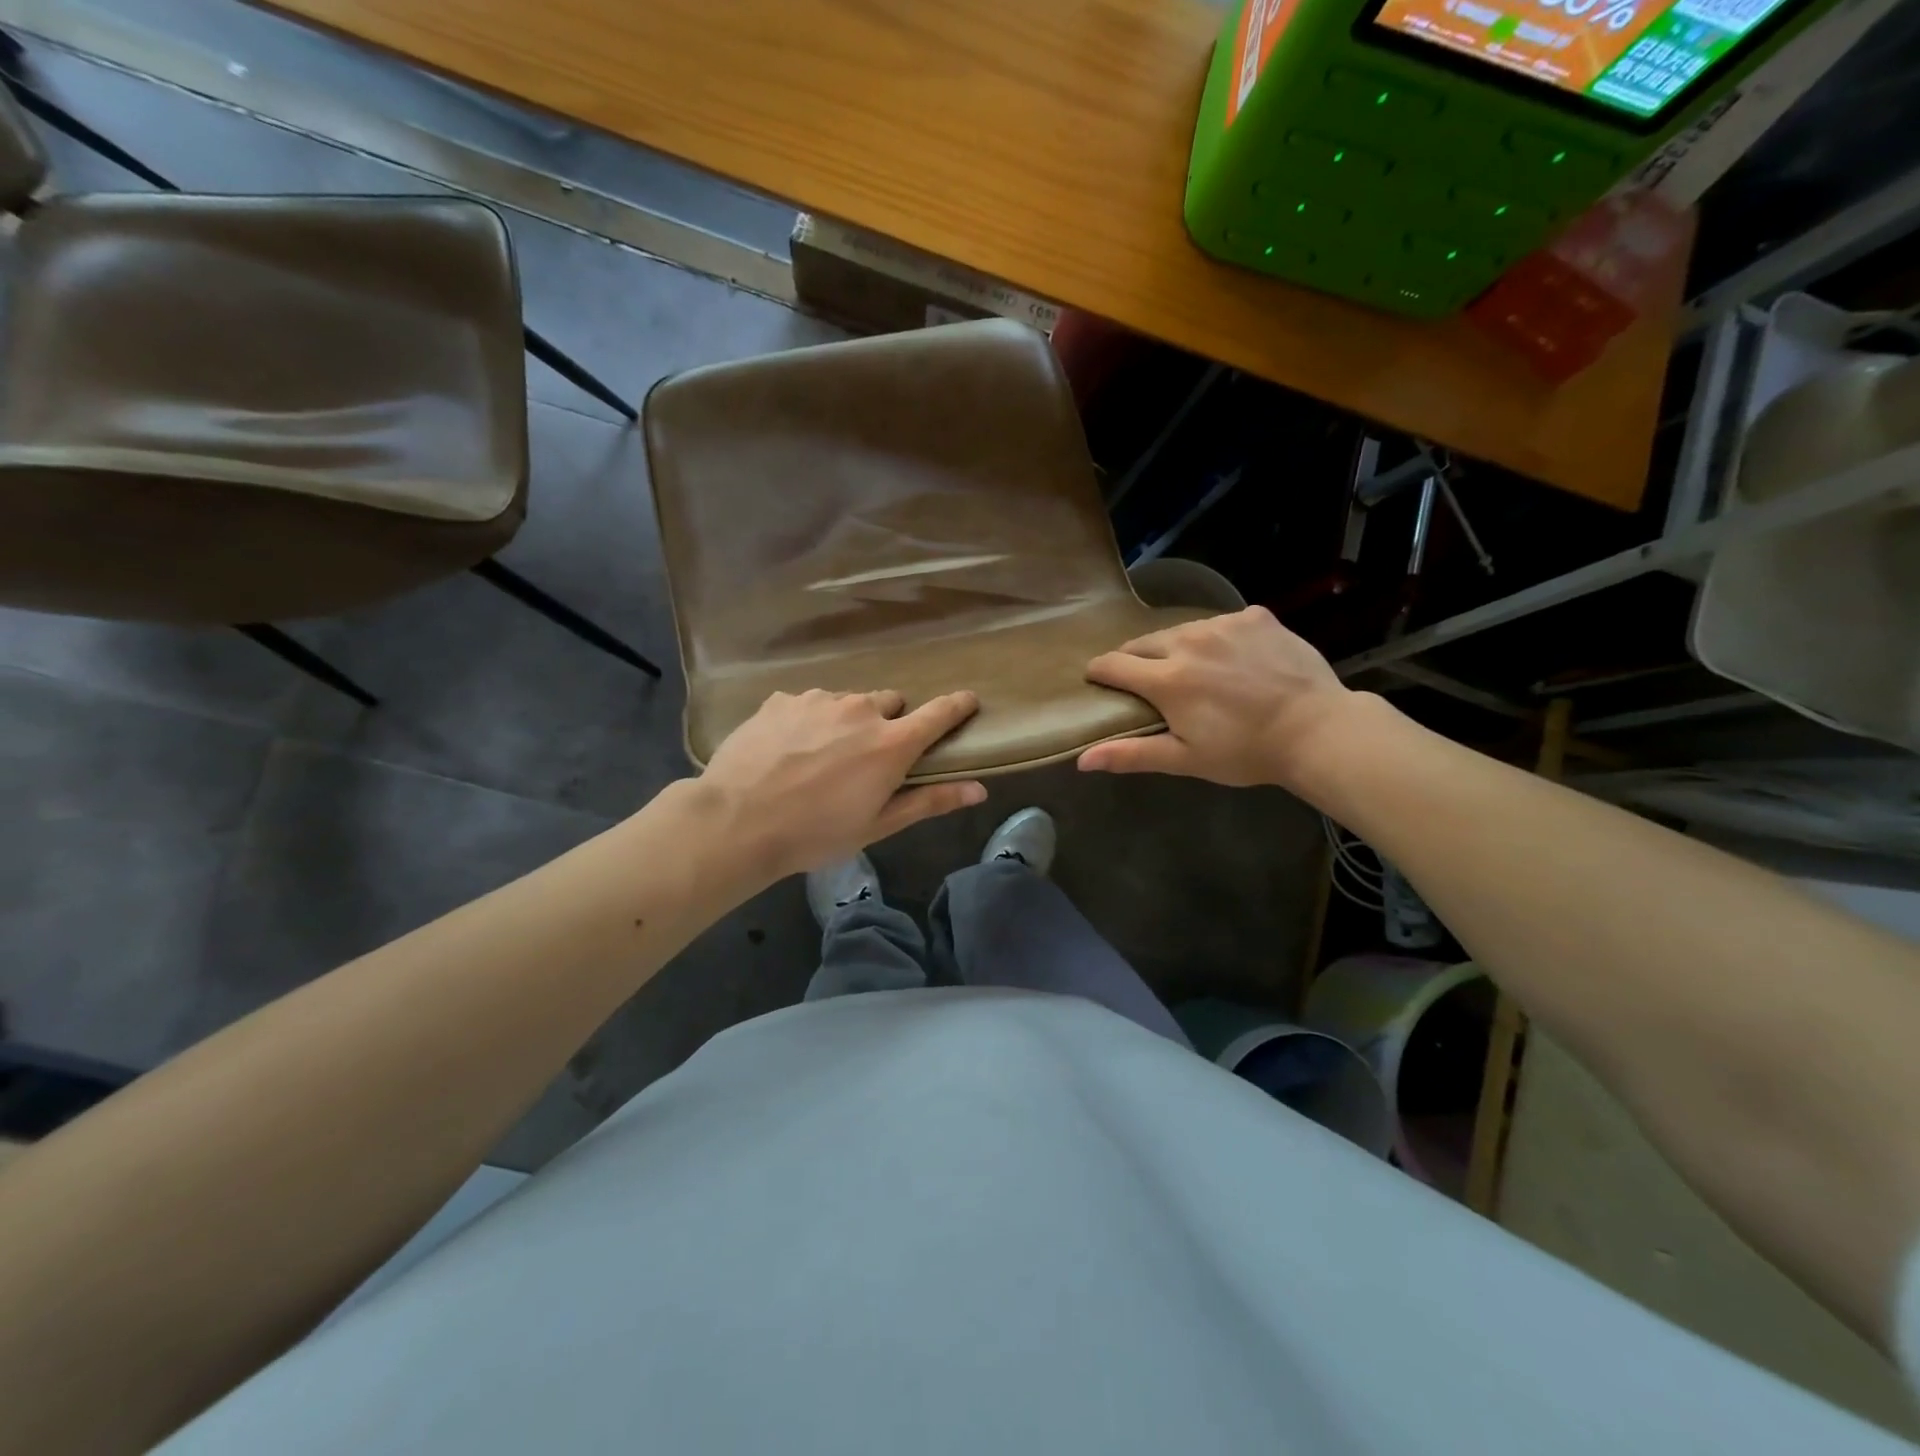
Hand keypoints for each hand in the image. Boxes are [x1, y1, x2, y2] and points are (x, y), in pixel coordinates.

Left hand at [700, 688, 984, 879]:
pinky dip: (808, 721)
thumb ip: (930, 801)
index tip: (968, 701)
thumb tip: (979, 789)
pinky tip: (787, 750)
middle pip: (890, 703)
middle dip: (887, 723)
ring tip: (819, 757)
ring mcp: (818, 699)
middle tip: (867, 757)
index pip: (939, 713)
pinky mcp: (782, 699)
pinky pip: (808, 703)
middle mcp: (860, 709)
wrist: (736, 821)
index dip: (958, 705)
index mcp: (891, 743)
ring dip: (845, 721)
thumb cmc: (815, 833)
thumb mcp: (877, 825)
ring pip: (847, 702)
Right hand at [1078, 607, 1356, 789]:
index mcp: (1166, 679)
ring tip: (1195, 671)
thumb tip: (1082, 760)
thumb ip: (1132, 754)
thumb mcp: (1186, 759)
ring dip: (1177, 648)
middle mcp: (1188, 641)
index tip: (1099, 681)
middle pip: (1143, 643)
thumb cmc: (1246, 752)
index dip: (1100, 673)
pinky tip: (1236, 661)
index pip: (1113, 664)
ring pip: (1181, 630)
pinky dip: (1218, 639)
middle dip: (1136, 660)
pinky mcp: (1255, 616)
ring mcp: (1224, 624)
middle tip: (1149, 683)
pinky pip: (1221, 623)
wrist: (1318, 729)